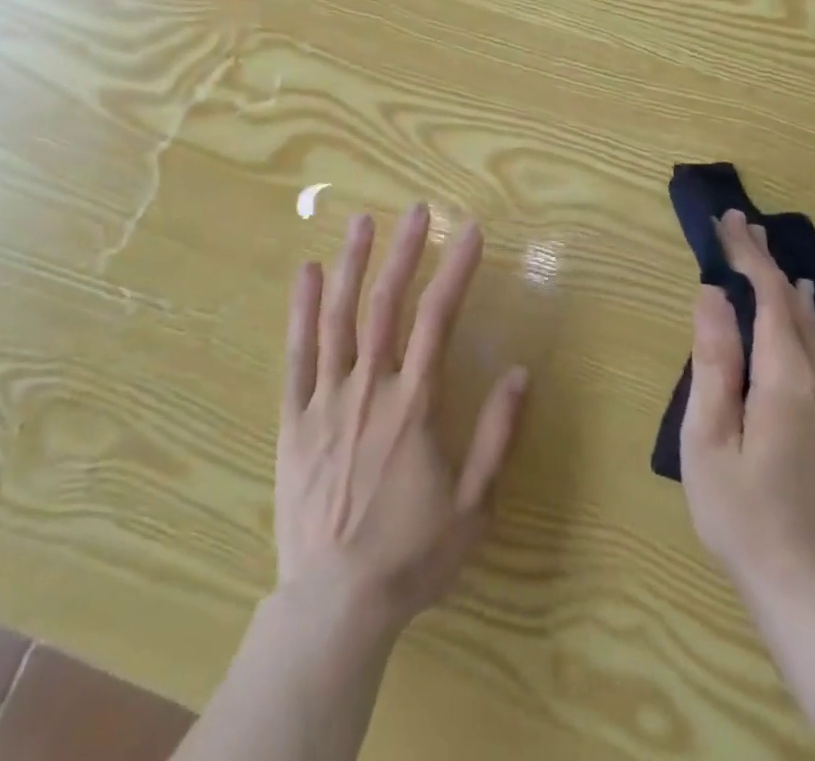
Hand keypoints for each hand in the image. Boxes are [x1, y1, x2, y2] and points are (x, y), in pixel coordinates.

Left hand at [277, 205, 529, 636]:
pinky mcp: (294, 418)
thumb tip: (521, 372)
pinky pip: (296, 355)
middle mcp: (371, 388)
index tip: (471, 232)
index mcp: (415, 404)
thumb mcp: (474, 505)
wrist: (335, 603)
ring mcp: (327, 399)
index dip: (457, 270)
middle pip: (388, 305)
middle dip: (405, 252)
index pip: (439, 319)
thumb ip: (497, 435)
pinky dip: (301, 310)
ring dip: (353, 264)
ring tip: (363, 221)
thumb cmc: (411, 555)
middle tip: (417, 210)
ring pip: (339, 318)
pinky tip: (307, 273)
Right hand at [681, 209, 814, 601]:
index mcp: (786, 379)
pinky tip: (798, 305)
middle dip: (764, 261)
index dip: (748, 256)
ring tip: (761, 252)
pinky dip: (798, 312)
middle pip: (793, 304)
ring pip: (810, 324)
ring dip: (781, 283)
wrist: (806, 587)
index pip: (770, 298)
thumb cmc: (740, 510)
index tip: (726, 222)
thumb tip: (713, 295)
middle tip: (739, 223)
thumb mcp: (708, 436)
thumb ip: (714, 360)